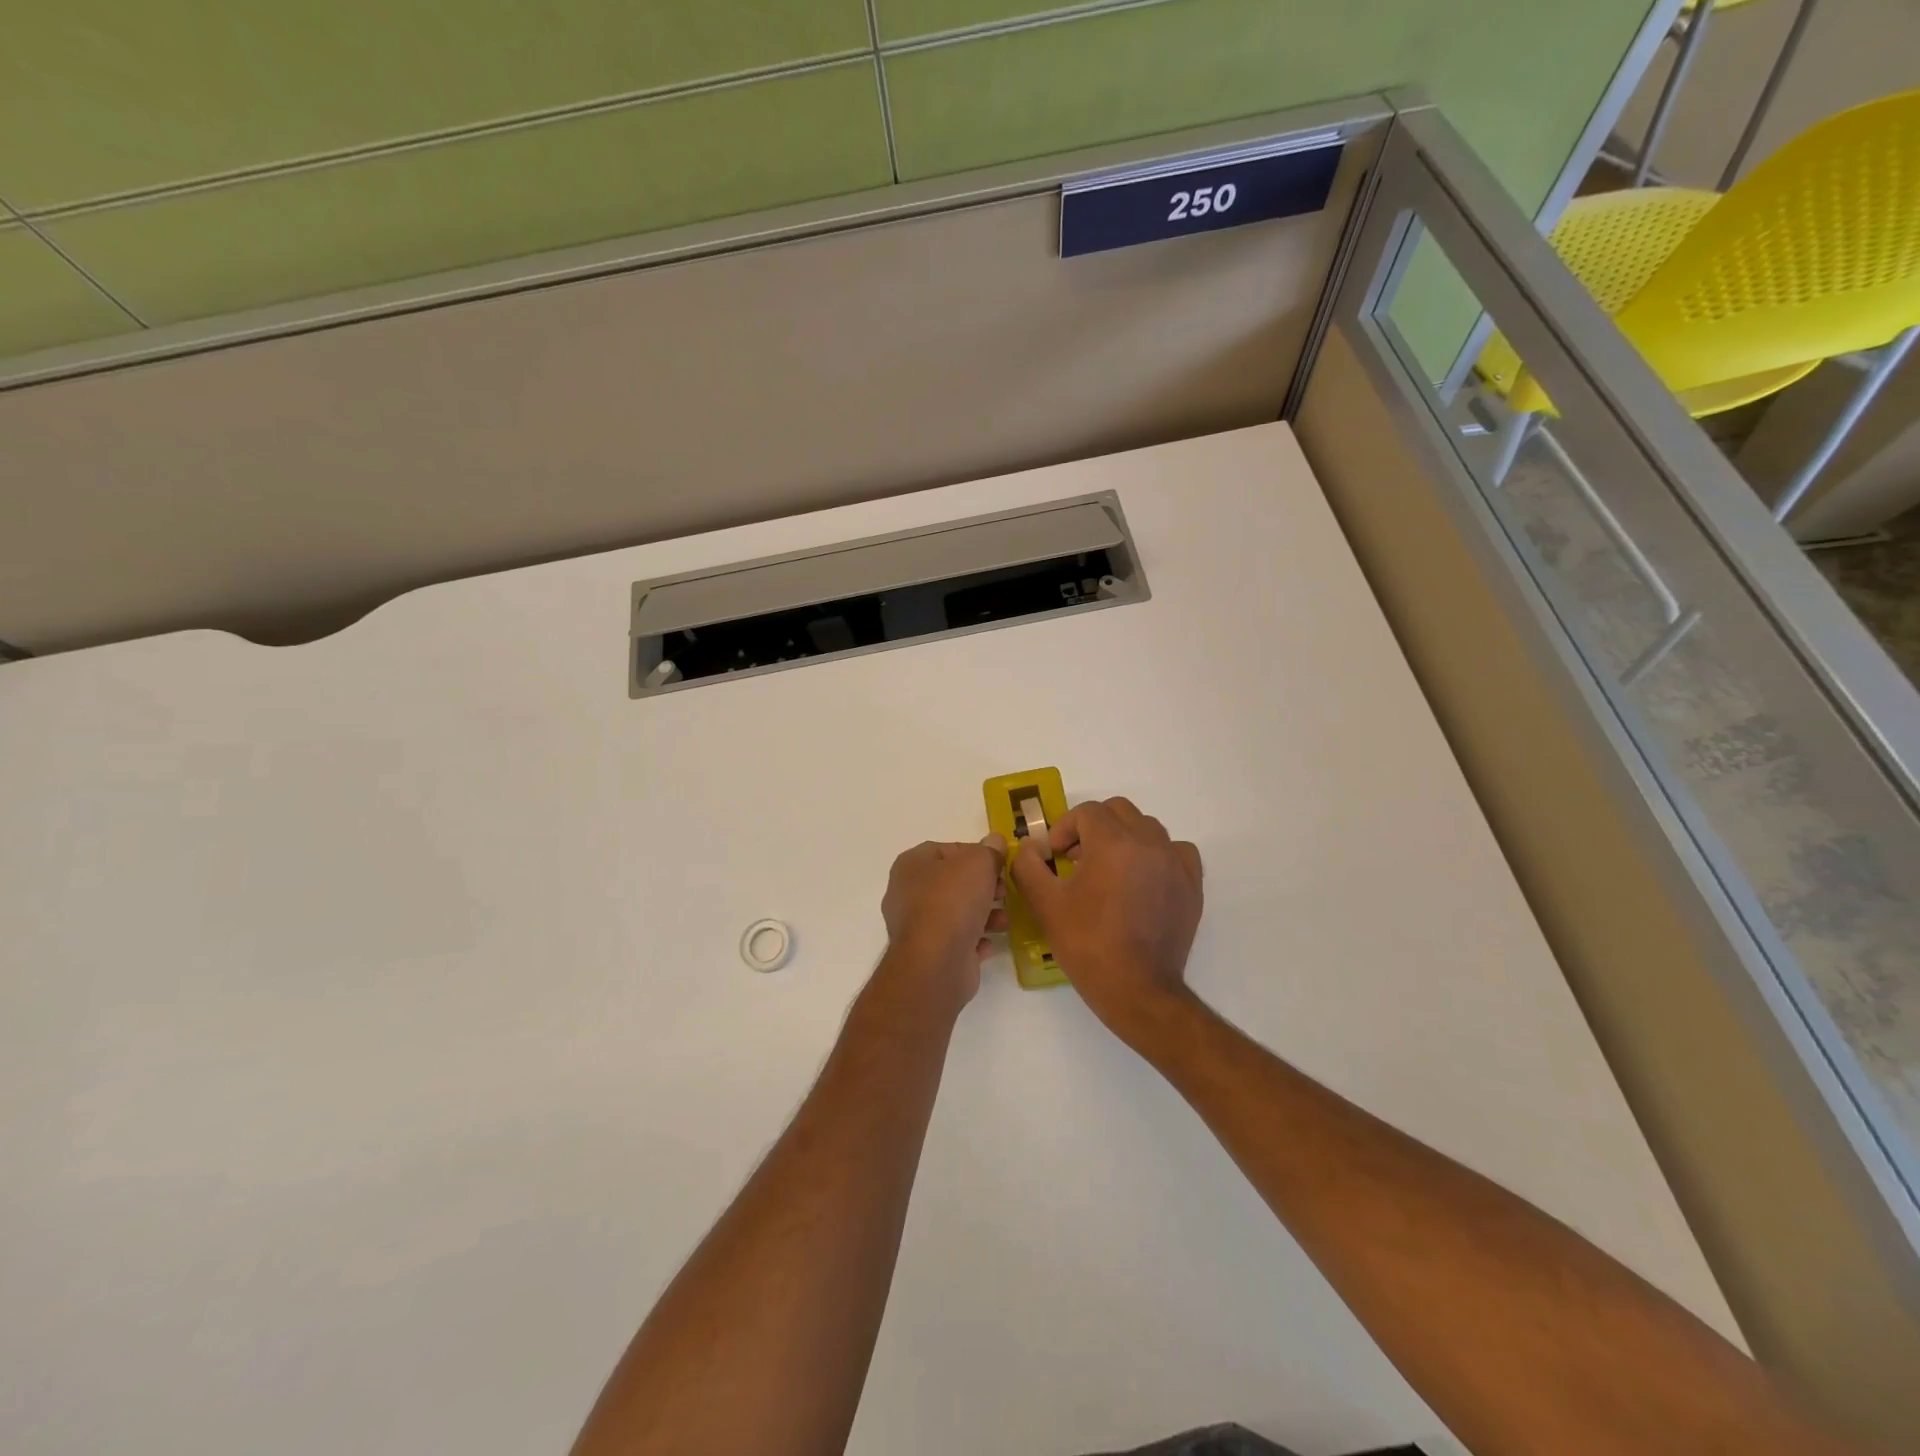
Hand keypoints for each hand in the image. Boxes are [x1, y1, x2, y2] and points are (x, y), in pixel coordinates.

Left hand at [879, 836, 1008, 1011]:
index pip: (947, 850)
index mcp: (912, 865)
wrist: (937, 962)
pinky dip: (974, 940)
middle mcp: (907, 893)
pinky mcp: (928, 954)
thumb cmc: (953, 901)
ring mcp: (916, 926)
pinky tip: (990, 943)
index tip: (999, 864)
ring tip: (1004, 920)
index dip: (976, 854)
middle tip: (1004, 891)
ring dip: (984, 914)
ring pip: (956, 912)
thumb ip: (989, 850)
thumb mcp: (979, 862)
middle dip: (982, 886)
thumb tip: (995, 841)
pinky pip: (956, 941)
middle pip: (952, 882)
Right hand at [1009, 797, 1202, 1048]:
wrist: (1137, 990)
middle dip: (1093, 827)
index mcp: (1114, 842)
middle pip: (1119, 811)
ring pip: (1147, 828)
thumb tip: (1031, 847)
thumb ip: (1028, 865)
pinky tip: (1142, 878)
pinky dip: (1157, 854)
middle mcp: (1150, 842)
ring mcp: (1176, 863)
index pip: (1086, 812)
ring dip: (1123, 838)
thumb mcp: (1045, 904)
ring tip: (1107, 869)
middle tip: (1075, 858)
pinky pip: (1175, 851)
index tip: (1054, 856)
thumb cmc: (1088, 944)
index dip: (1064, 829)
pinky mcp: (1192, 885)